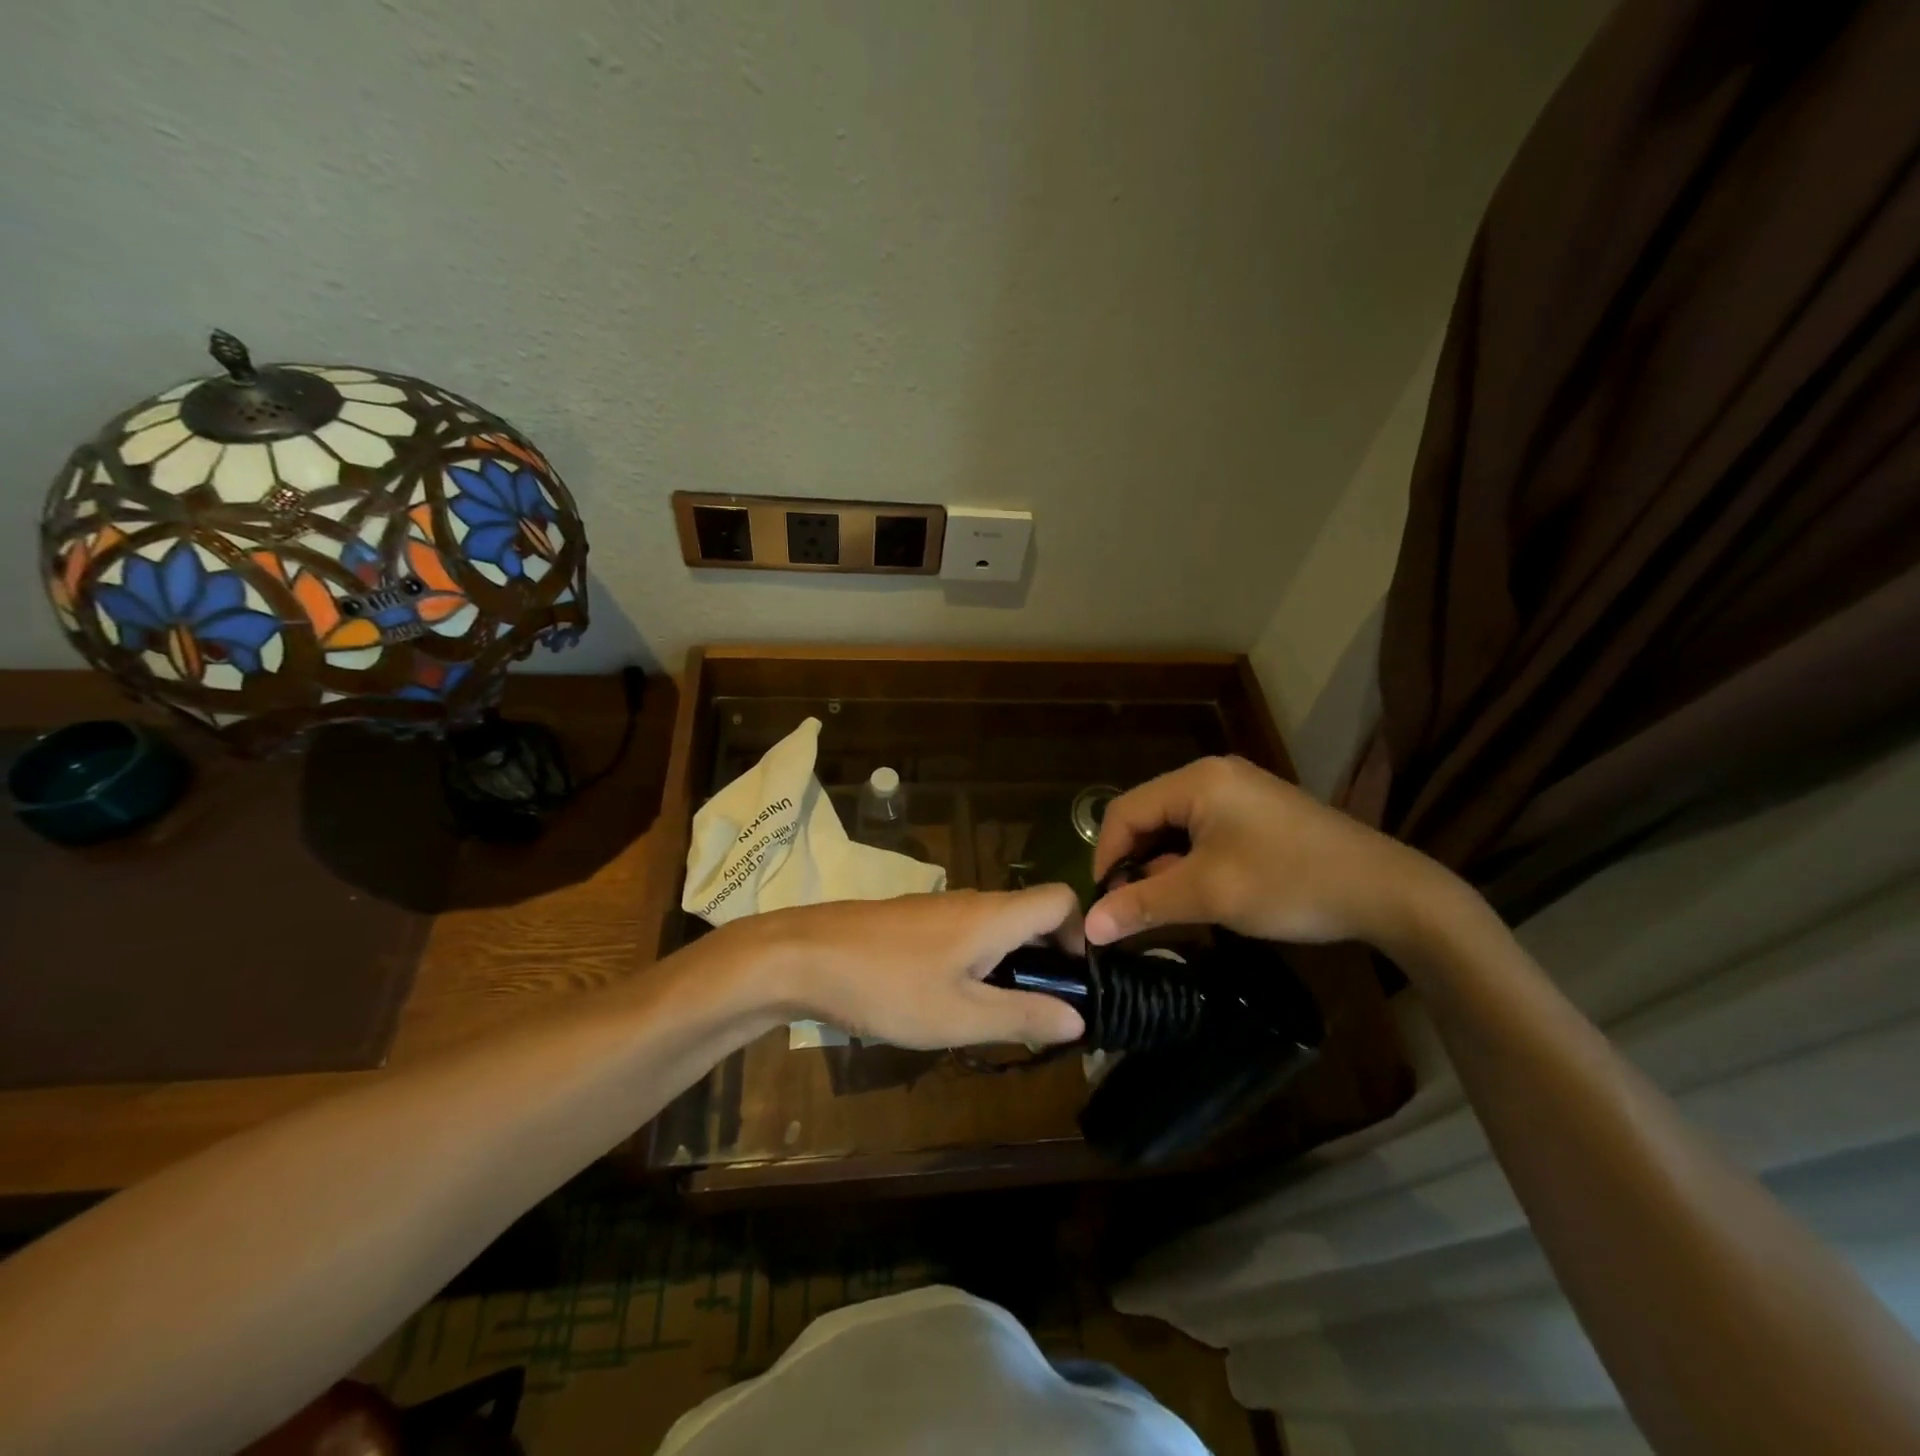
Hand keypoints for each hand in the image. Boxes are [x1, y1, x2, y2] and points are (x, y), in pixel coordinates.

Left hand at [745, 886, 1087, 1048]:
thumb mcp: (960, 1016)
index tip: (1072, 985)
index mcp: (994, 915)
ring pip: (995, 928)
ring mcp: (938, 908)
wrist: (802, 957)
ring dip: (1009, 967)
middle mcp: (973, 901)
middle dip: (1045, 962)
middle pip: (1031, 917)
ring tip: (992, 1017)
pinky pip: (963, 934)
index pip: (1061, 899)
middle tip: (1038, 1016)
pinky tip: (947, 1001)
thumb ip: (1023, 1016)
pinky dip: (976, 963)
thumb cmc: (887, 986)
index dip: (1079, 936)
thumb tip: (1080, 1018)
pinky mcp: (911, 921)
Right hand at [1085, 755, 1443, 948]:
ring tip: (1165, 906)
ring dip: (1162, 865)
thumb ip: (1143, 904)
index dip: (1105, 857)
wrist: (1388, 892)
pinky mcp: (1258, 813)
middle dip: (1134, 862)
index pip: (1124, 811)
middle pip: (1149, 816)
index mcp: (1197, 781)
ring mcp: (1239, 792)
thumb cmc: (1290, 883)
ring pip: (1176, 827)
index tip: (1103, 905)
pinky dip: (1191, 862)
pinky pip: (1204, 832)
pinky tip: (1200, 892)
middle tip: (1132, 909)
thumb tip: (1089, 927)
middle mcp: (1213, 776)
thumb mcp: (1210, 895)